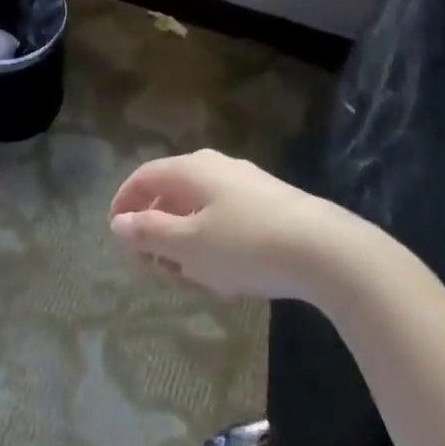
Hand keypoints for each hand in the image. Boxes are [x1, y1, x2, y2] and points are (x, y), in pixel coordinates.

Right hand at [108, 149, 355, 302]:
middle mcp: (216, 166)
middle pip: (171, 193)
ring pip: (200, 209)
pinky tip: (228, 274)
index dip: (124, 202)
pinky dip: (215, 243)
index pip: (143, 176)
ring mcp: (247, 183)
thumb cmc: (245, 244)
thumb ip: (148, 232)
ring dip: (187, 241)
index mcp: (190, 169)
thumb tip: (119, 222)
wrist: (327, 250)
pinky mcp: (271, 203)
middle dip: (158, 230)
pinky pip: (227, 218)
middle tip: (155, 266)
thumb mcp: (188, 245)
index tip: (117, 233)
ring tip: (193, 278)